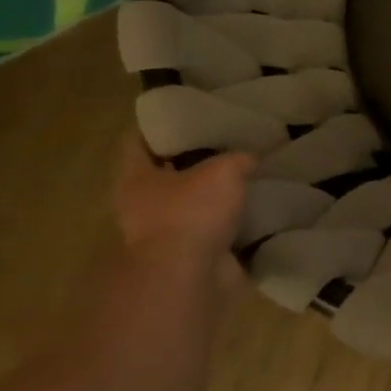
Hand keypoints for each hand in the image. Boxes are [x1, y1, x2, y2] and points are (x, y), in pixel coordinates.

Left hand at [113, 134, 253, 269]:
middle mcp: (142, 205)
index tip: (185, 113)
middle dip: (192, 161)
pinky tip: (254, 207)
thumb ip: (237, 159)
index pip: (138, 142)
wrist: (189, 277)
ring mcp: (165, 234)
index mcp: (136, 178)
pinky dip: (230, 221)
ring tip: (246, 174)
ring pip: (190, 203)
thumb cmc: (191, 213)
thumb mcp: (223, 171)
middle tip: (226, 142)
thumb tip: (249, 158)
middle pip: (166, 174)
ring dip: (212, 194)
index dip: (159, 126)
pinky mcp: (190, 256)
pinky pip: (212, 230)